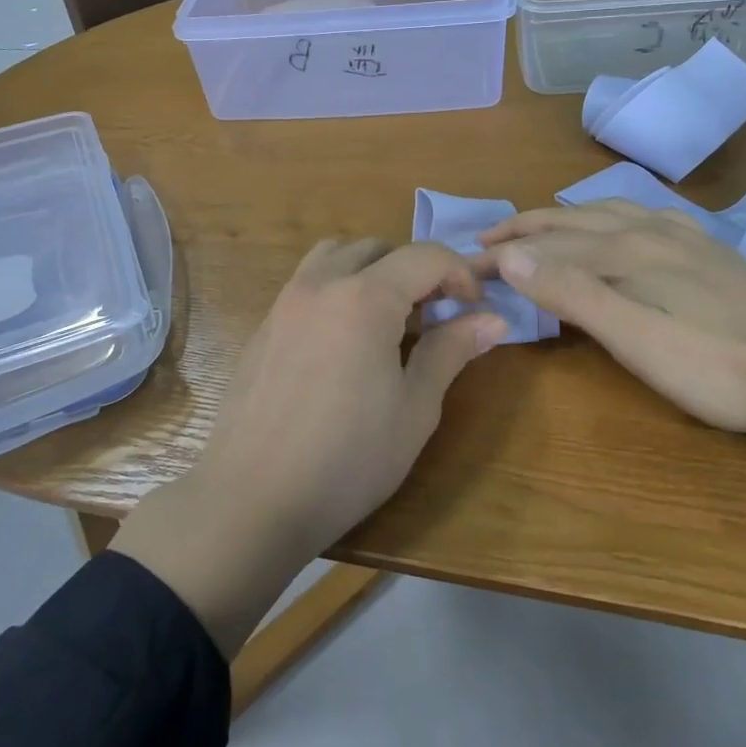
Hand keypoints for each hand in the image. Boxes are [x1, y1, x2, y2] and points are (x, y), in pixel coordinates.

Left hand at [112, 239, 503, 654]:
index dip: (460, 275)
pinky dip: (337, 289)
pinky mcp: (263, 326)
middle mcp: (321, 284)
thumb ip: (451, 351)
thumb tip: (493, 319)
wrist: (252, 498)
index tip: (474, 310)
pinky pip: (306, 283)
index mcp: (365, 298)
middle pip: (378, 248)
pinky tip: (344, 343)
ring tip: (387, 320)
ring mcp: (284, 303)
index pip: (425, 257)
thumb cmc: (347, 459)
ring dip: (370, 271)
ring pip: (335, 256)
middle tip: (433, 316)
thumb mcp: (414, 409)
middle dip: (415, 270)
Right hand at [472, 200, 745, 502]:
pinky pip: (641, 217)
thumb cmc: (719, 369)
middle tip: (484, 243)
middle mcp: (651, 230)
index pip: (547, 245)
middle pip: (573, 221)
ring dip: (563, 219)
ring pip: (607, 213)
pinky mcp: (708, 251)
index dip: (503, 256)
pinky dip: (608, 217)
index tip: (464, 267)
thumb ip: (574, 294)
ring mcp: (684, 237)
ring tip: (537, 229)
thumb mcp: (637, 340)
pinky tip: (618, 226)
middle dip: (525, 230)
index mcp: (628, 250)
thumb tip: (512, 256)